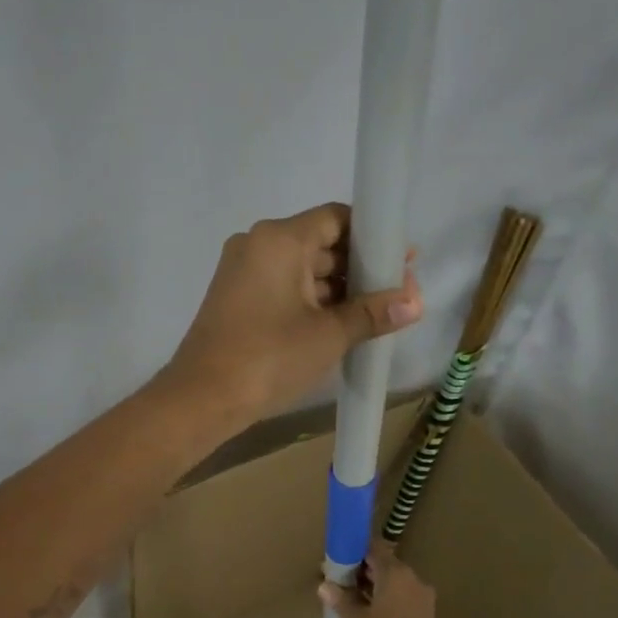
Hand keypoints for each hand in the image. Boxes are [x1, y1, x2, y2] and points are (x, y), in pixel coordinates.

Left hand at [161, 203, 422, 428]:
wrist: (201, 399)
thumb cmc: (268, 358)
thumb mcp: (328, 335)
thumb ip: (373, 313)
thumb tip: (415, 302)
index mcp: (279, 239)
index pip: (337, 218)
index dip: (373, 237)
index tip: (401, 262)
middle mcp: (257, 245)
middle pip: (320, 243)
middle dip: (359, 268)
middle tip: (397, 294)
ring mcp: (242, 273)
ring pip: (301, 270)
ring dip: (337, 290)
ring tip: (376, 315)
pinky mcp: (235, 300)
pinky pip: (282, 289)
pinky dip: (311, 302)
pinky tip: (340, 325)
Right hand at [318, 544, 437, 617]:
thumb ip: (340, 597)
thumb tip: (326, 585)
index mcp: (396, 572)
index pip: (374, 548)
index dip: (354, 551)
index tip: (338, 559)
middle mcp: (414, 580)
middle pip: (385, 566)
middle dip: (363, 571)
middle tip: (340, 581)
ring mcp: (423, 600)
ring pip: (394, 585)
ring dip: (375, 588)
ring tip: (351, 600)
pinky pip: (402, 600)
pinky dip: (386, 602)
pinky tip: (368, 614)